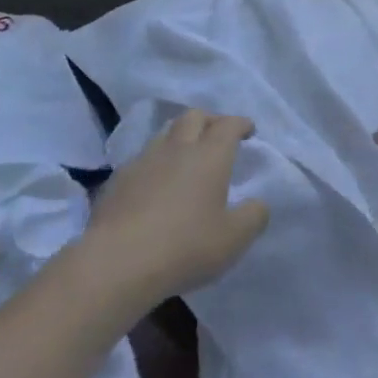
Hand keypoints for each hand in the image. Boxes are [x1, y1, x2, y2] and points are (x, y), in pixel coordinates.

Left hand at [85, 109, 269, 305]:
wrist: (118, 260)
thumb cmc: (185, 246)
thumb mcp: (233, 239)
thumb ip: (253, 216)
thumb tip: (259, 202)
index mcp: (209, 156)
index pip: (228, 125)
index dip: (240, 123)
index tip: (248, 129)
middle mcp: (177, 148)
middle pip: (194, 117)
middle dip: (210, 120)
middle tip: (218, 135)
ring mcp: (144, 159)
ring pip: (165, 133)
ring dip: (180, 137)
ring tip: (186, 156)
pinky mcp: (118, 178)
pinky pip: (143, 158)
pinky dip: (156, 162)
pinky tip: (156, 182)